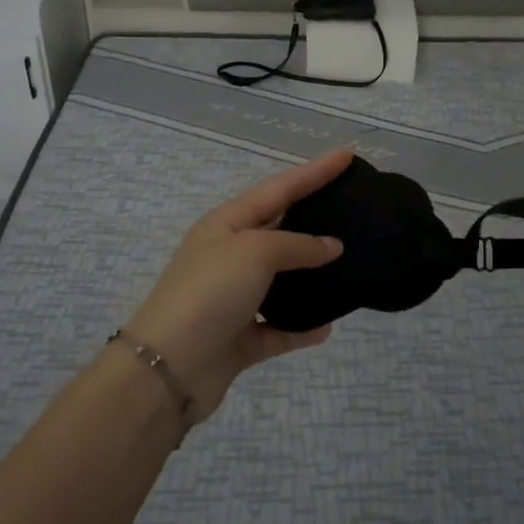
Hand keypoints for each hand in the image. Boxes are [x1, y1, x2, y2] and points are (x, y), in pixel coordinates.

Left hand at [120, 148, 350, 415]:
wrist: (168, 369)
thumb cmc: (210, 293)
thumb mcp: (255, 252)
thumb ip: (298, 245)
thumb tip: (331, 246)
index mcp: (227, 224)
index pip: (280, 188)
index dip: (315, 171)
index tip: (348, 154)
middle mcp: (229, 257)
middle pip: (281, 230)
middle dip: (315, 217)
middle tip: (354, 206)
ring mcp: (234, 299)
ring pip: (282, 281)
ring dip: (311, 277)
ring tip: (350, 267)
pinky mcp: (240, 339)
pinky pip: (279, 327)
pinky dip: (301, 327)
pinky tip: (327, 326)